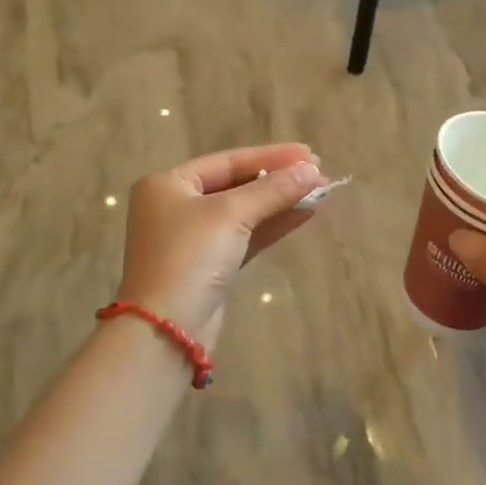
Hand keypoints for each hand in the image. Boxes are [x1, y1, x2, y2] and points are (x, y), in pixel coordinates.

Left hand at [114, 143, 327, 343]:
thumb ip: (273, 189)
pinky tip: (303, 213)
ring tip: (320, 191)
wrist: (166, 330)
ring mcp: (192, 238)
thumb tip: (313, 171)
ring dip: (280, 201)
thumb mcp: (231, 214)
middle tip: (318, 172)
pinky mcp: (209, 266)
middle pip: (236, 184)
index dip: (271, 156)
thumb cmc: (190, 257)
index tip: (309, 154)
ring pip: (244, 211)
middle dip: (278, 179)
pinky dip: (272, 224)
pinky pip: (245, 235)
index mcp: (169, 184)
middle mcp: (177, 206)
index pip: (228, 160)